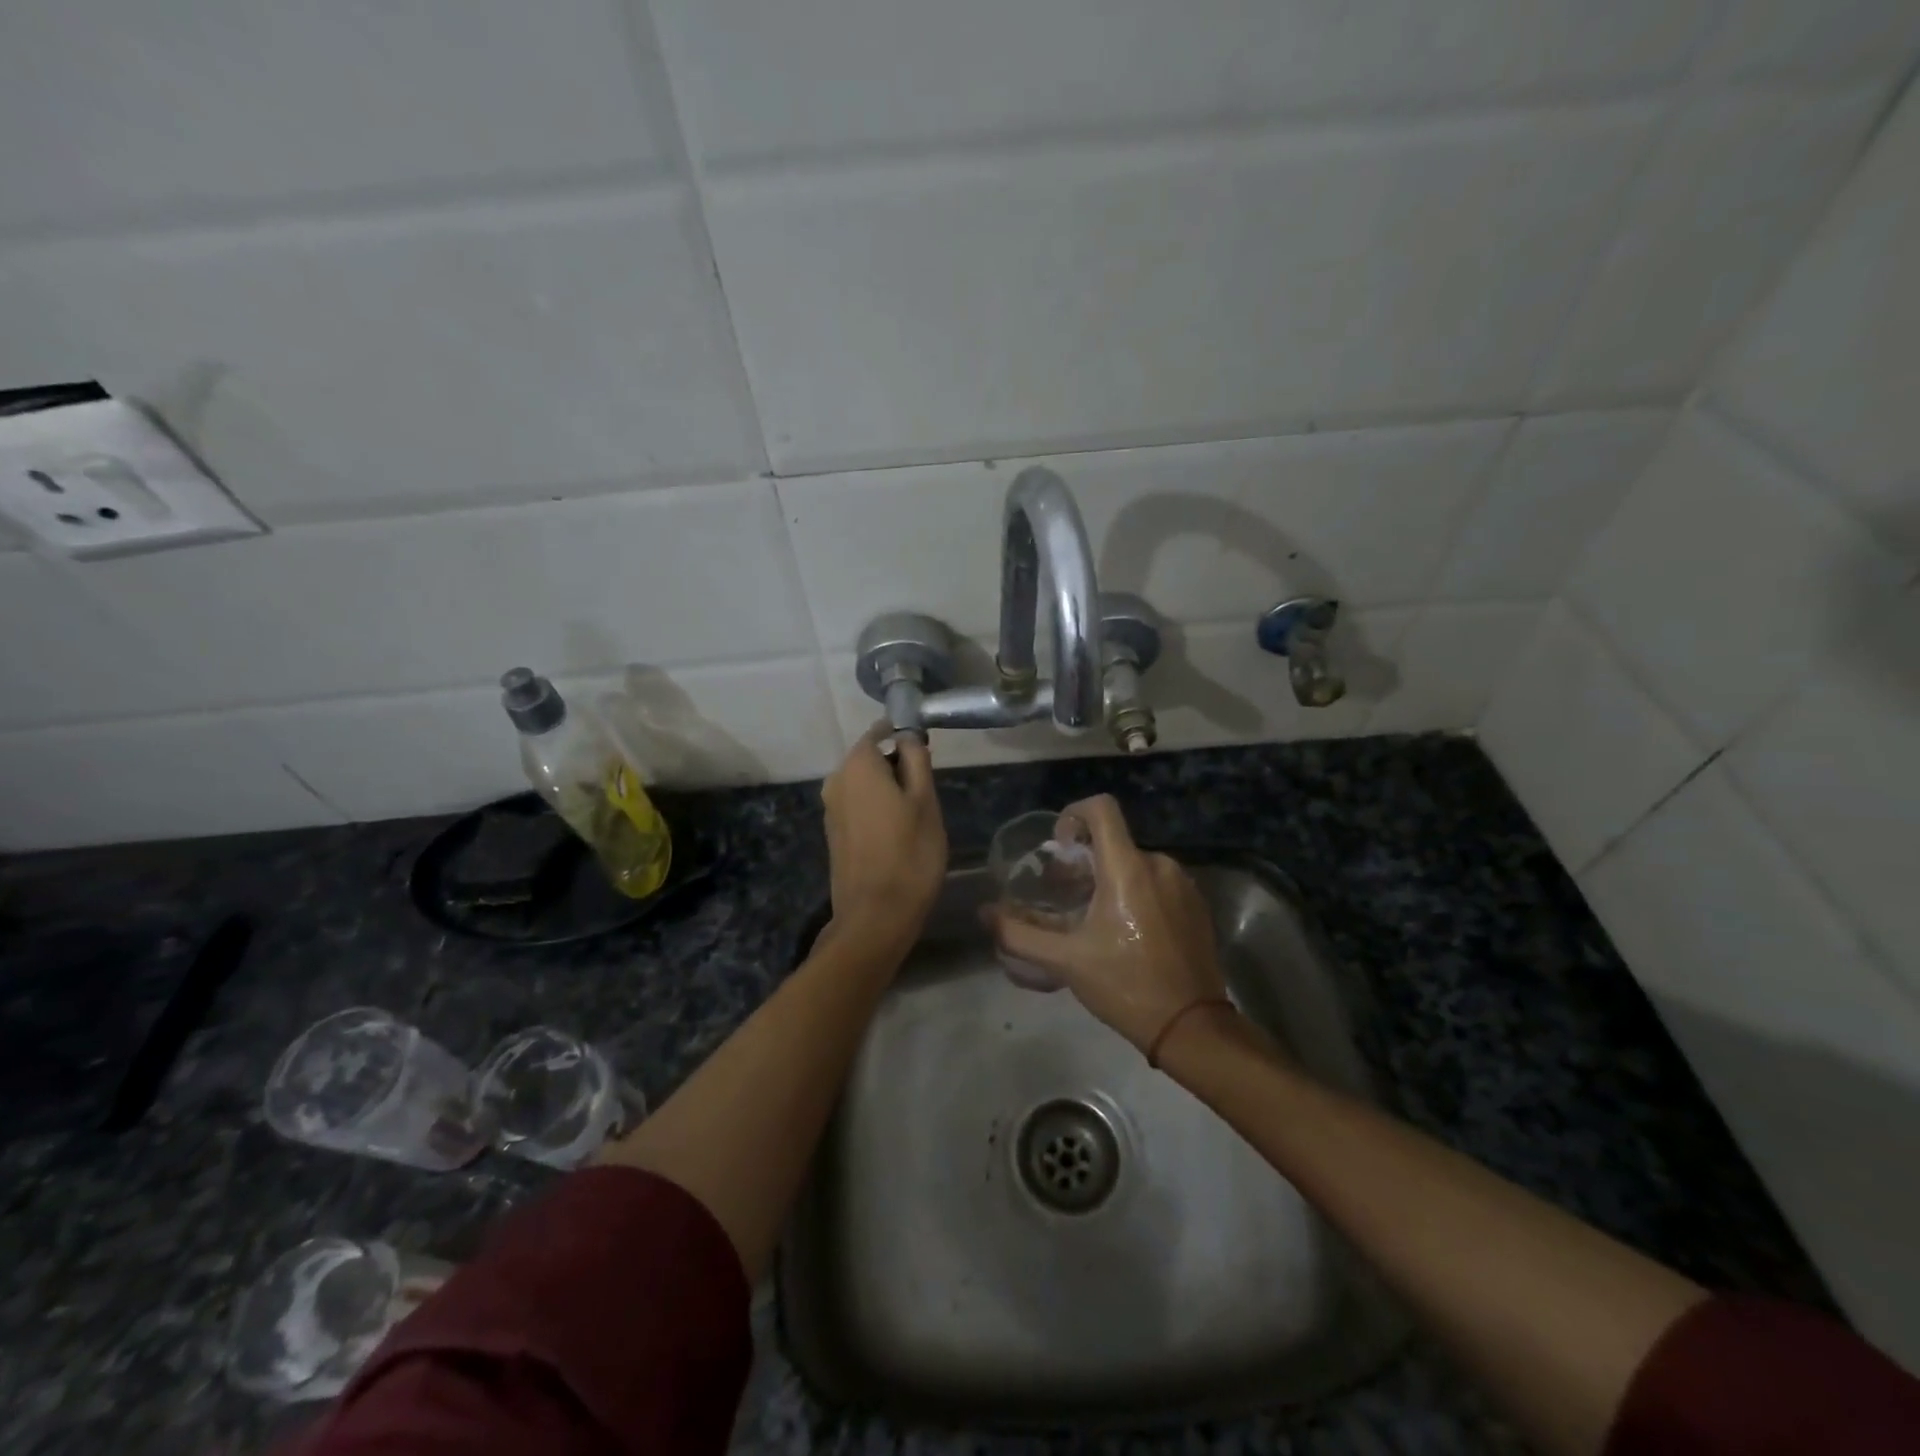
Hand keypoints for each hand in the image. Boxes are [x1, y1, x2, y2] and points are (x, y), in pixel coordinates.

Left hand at [820, 724, 946, 955]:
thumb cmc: (910, 854)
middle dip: (898, 767)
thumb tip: (907, 735)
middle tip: (928, 794)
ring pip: (865, 785)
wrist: (875, 917)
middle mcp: (836, 780)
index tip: (927, 757)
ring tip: (916, 817)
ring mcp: (830, 809)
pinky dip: (877, 810)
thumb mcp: (926, 801)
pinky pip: (858, 806)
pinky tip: (897, 834)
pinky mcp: (833, 833)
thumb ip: (916, 760)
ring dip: (889, 791)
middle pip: (871, 758)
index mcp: (857, 765)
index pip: (881, 732)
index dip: (905, 738)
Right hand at [986, 794, 1227, 1054]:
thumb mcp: (1065, 961)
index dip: (1073, 815)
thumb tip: (986, 914)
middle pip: (1114, 842)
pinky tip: (1126, 932)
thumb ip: (1019, 934)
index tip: (1060, 848)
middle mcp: (1159, 865)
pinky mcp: (1197, 905)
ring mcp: (1183, 884)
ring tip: (1093, 918)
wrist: (1191, 1026)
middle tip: (1066, 896)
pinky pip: (1158, 883)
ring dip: (1110, 879)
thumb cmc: (1124, 985)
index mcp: (1128, 868)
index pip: (1101, 808)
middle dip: (1084, 862)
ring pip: (1135, 864)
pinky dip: (1136, 894)